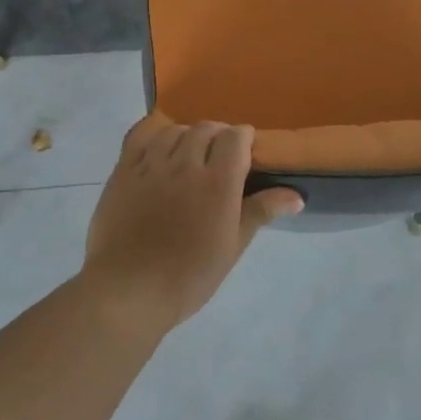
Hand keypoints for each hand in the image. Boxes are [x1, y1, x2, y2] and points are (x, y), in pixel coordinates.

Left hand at [80, 117, 303, 334]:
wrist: (129, 290)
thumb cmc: (189, 275)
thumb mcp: (232, 246)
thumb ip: (261, 212)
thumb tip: (296, 196)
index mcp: (218, 182)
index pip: (235, 137)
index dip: (244, 138)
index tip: (247, 151)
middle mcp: (185, 164)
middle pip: (205, 129)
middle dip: (218, 135)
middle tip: (220, 156)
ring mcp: (151, 165)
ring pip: (175, 130)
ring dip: (188, 135)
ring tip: (190, 153)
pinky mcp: (123, 170)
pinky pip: (140, 135)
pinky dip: (154, 132)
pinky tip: (159, 142)